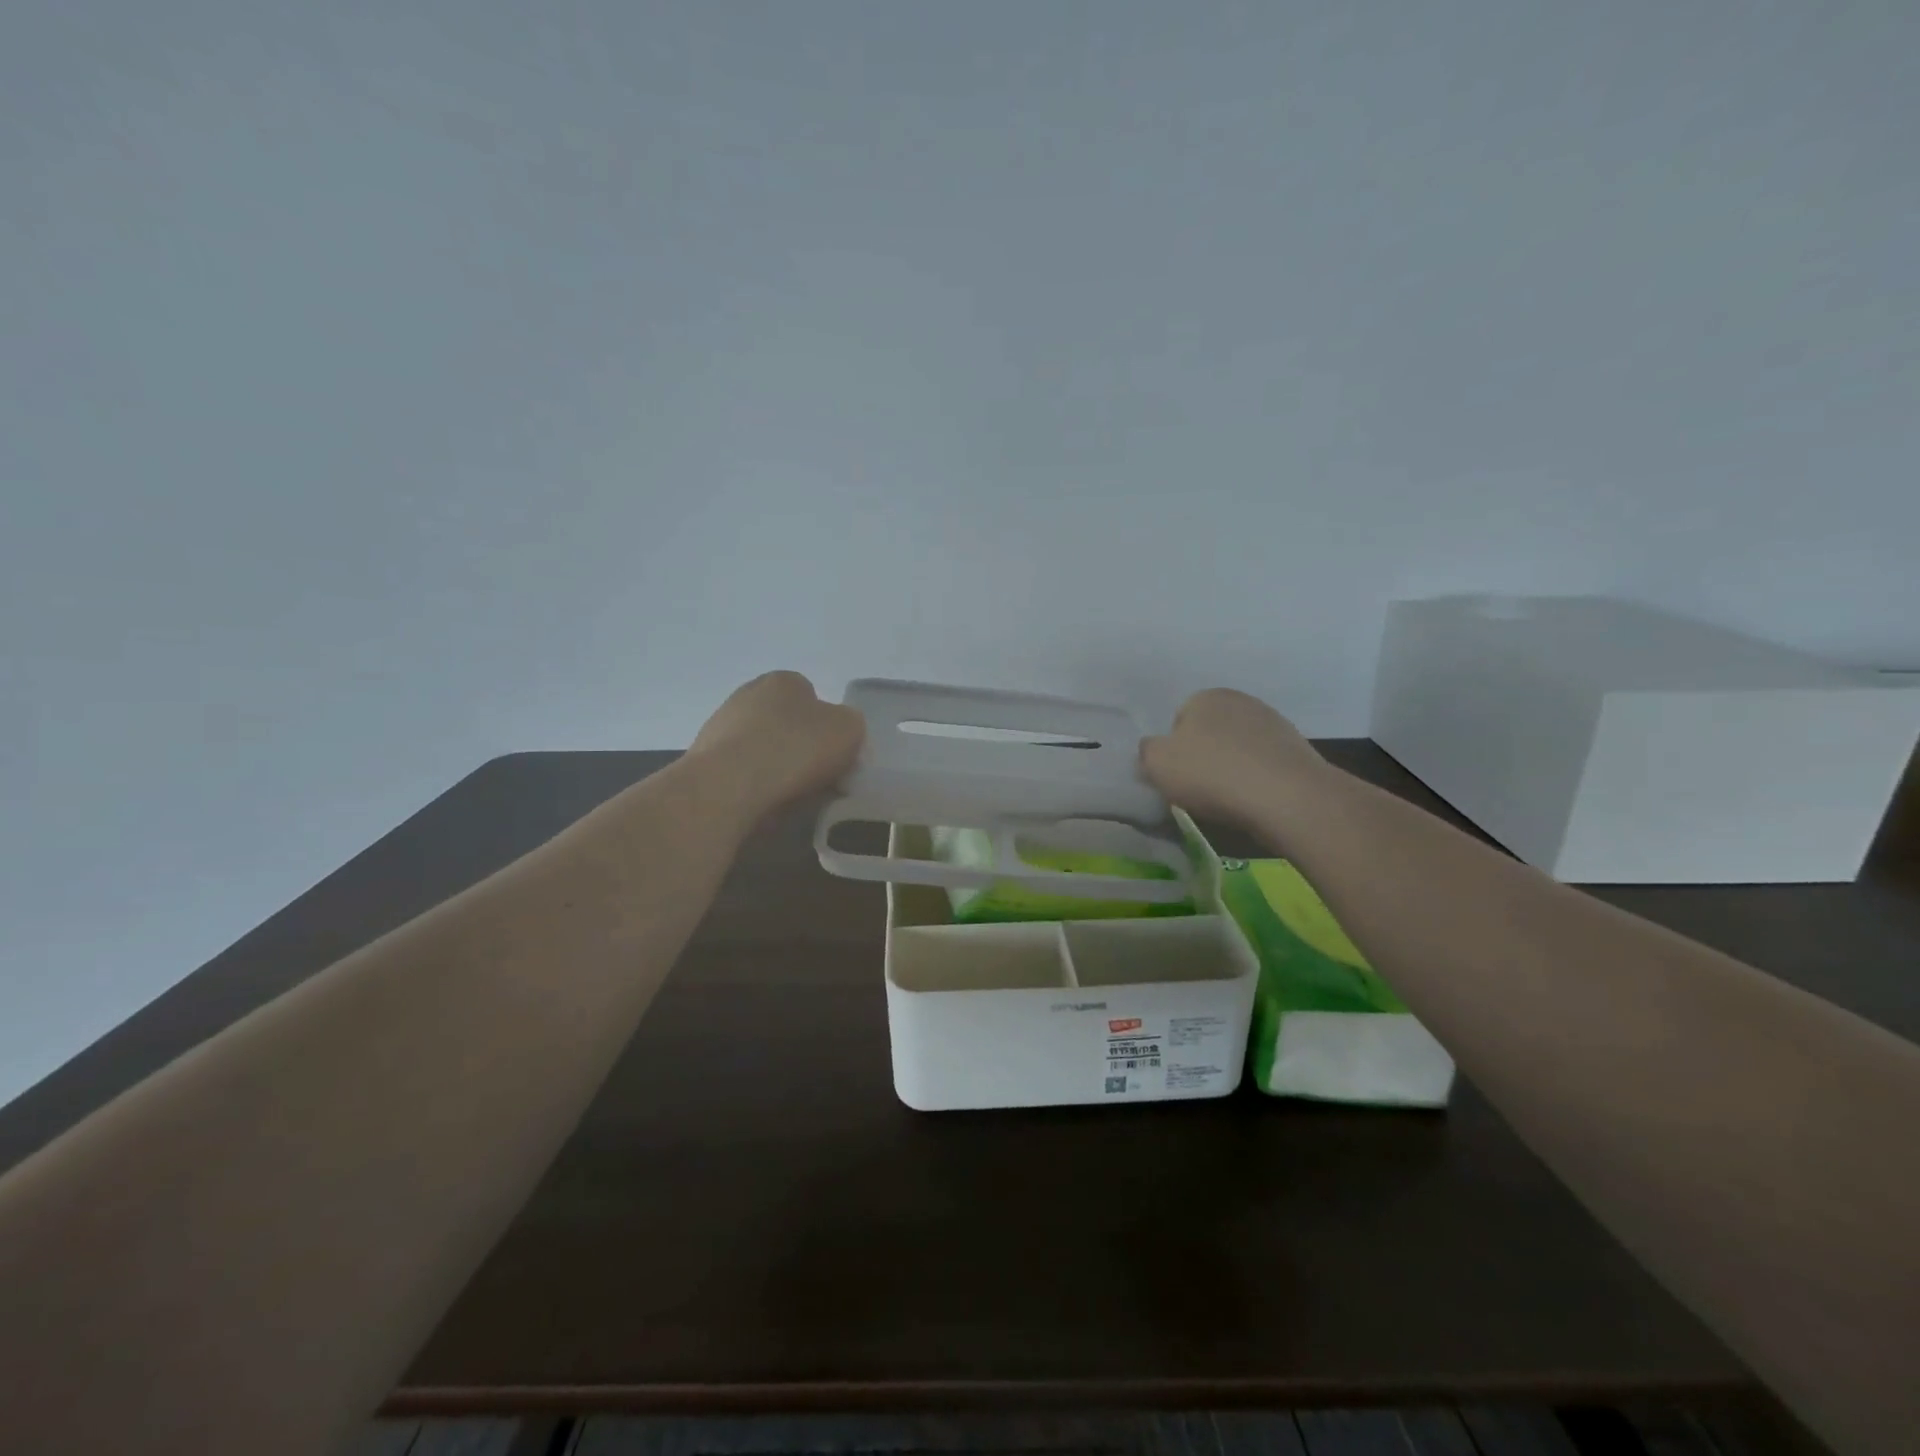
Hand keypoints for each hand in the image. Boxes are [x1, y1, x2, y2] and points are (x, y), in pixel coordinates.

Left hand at [685, 671, 865, 819]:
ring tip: (790, 796)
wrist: (728, 787)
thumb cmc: (795, 749)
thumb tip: (838, 734)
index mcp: (784, 680)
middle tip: (818, 778)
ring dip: (776, 767)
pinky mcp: (703, 760)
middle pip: (786, 723)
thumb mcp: (849, 730)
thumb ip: (851, 726)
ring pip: (763, 748)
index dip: (828, 728)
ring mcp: (720, 725)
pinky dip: (754, 785)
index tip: (836, 756)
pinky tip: (763, 803)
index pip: (813, 698)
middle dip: (800, 747)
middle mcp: (748, 694)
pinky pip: (741, 772)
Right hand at [1140, 688, 1327, 829]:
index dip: (1174, 750)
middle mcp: (1241, 700)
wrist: (1286, 797)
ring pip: (1239, 747)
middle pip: (1211, 732)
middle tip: (1200, 787)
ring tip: (1230, 797)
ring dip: (1232, 766)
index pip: (1178, 720)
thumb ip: (1147, 751)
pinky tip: (1255, 798)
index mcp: (1206, 696)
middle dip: (1205, 755)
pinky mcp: (1298, 749)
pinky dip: (1257, 778)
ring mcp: (1274, 722)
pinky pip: (1264, 763)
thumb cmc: (1211, 774)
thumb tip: (1154, 749)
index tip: (1177, 775)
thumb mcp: (1156, 763)